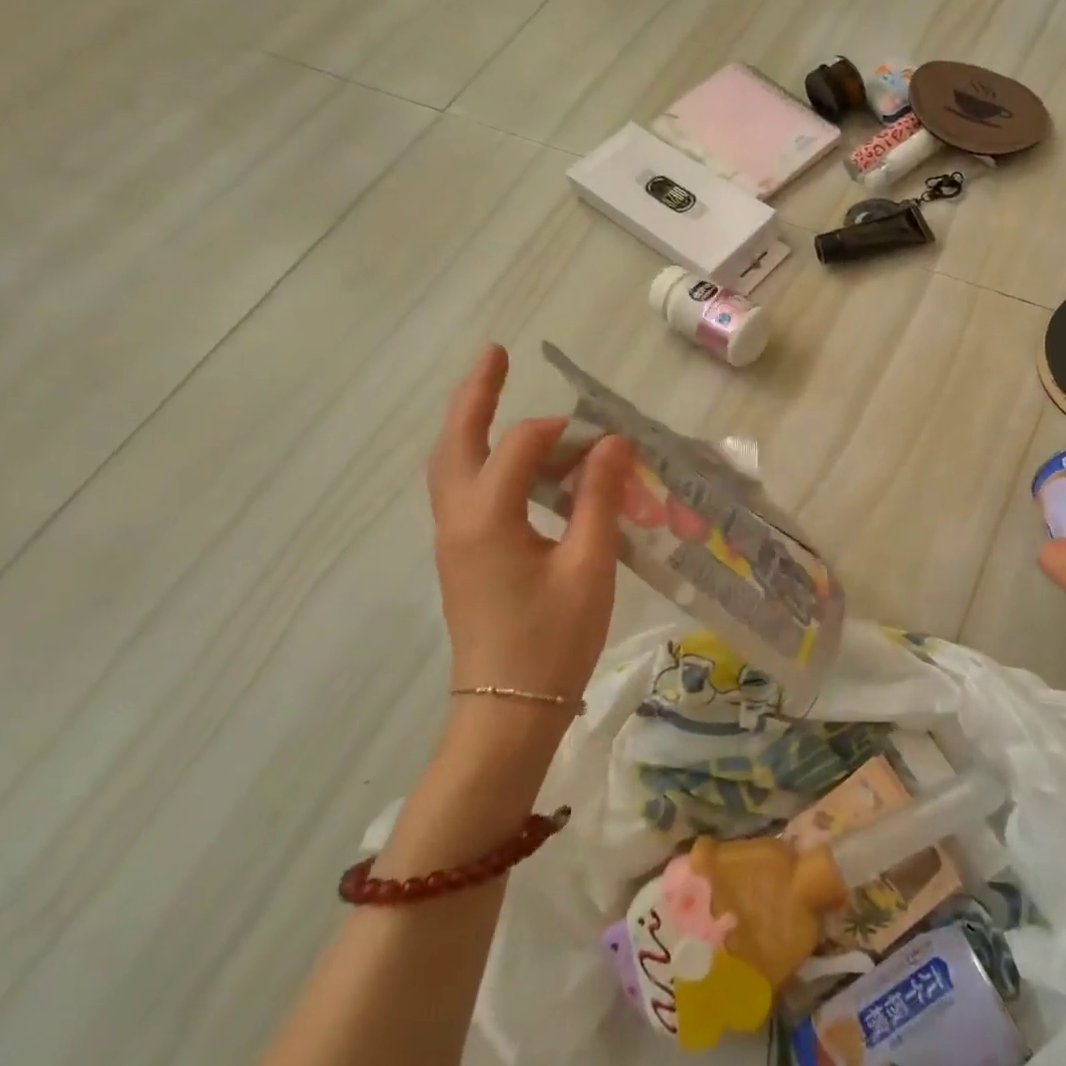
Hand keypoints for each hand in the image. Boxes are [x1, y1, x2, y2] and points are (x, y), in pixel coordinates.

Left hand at [427, 345, 632, 751]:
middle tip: (496, 353)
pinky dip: (483, 460)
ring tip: (494, 392)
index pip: (522, 446)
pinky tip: (514, 464)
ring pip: (452, 465)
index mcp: (488, 519)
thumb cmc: (553, 641)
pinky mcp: (462, 556)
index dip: (567, 432)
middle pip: (456, 441)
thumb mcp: (589, 566)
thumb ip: (598, 499)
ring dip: (473, 425)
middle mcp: (458, 520)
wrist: (507, 712)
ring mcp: (454, 539)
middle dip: (476, 394)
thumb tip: (613, 443)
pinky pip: (465, 490)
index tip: (610, 442)